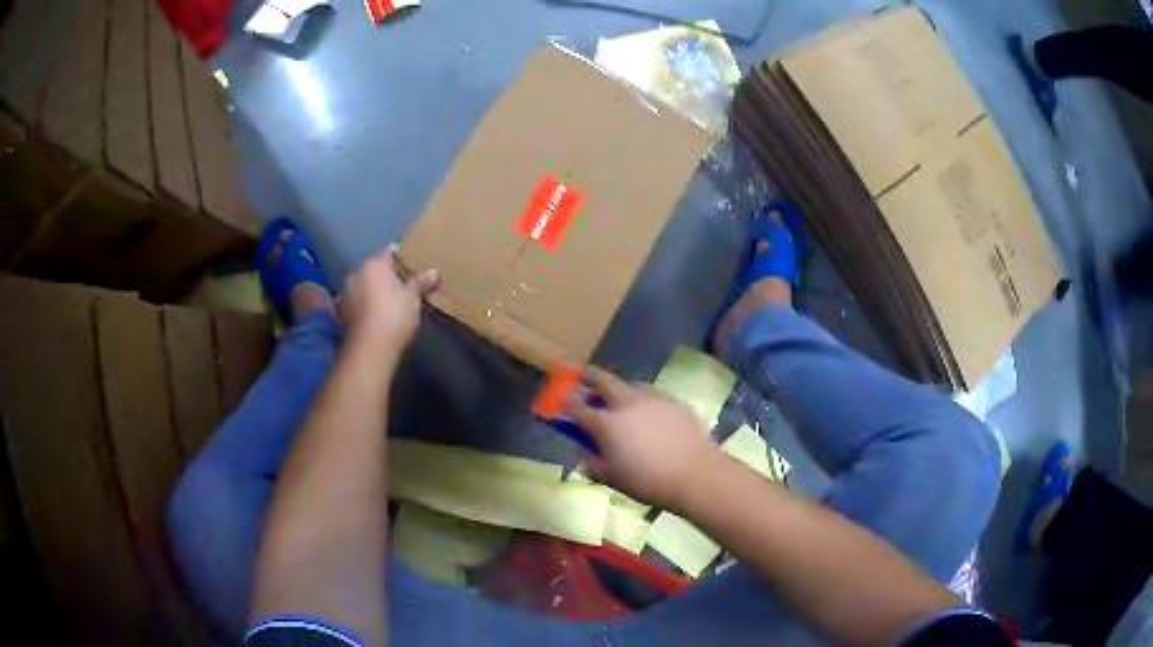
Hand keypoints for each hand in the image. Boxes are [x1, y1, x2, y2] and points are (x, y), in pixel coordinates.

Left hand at [340, 245, 437, 354]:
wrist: (369, 348)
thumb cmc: (394, 315)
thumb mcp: (413, 298)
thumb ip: (421, 282)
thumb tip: (433, 272)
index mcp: (373, 264)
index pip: (389, 252)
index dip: (402, 258)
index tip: (413, 266)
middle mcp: (355, 273)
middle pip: (374, 269)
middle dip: (386, 276)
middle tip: (403, 285)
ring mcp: (345, 294)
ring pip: (363, 286)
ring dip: (373, 291)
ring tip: (389, 302)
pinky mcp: (341, 314)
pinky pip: (357, 303)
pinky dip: (365, 306)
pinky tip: (376, 316)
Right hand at [566, 368, 720, 510]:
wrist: (694, 473)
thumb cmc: (648, 481)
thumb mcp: (614, 479)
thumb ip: (595, 466)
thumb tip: (585, 460)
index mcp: (607, 423)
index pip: (578, 409)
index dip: (566, 404)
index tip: (559, 400)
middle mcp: (627, 404)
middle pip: (604, 381)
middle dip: (590, 376)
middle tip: (582, 373)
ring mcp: (653, 399)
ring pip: (631, 385)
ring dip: (620, 388)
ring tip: (619, 396)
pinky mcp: (675, 402)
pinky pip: (654, 396)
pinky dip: (645, 401)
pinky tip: (650, 413)